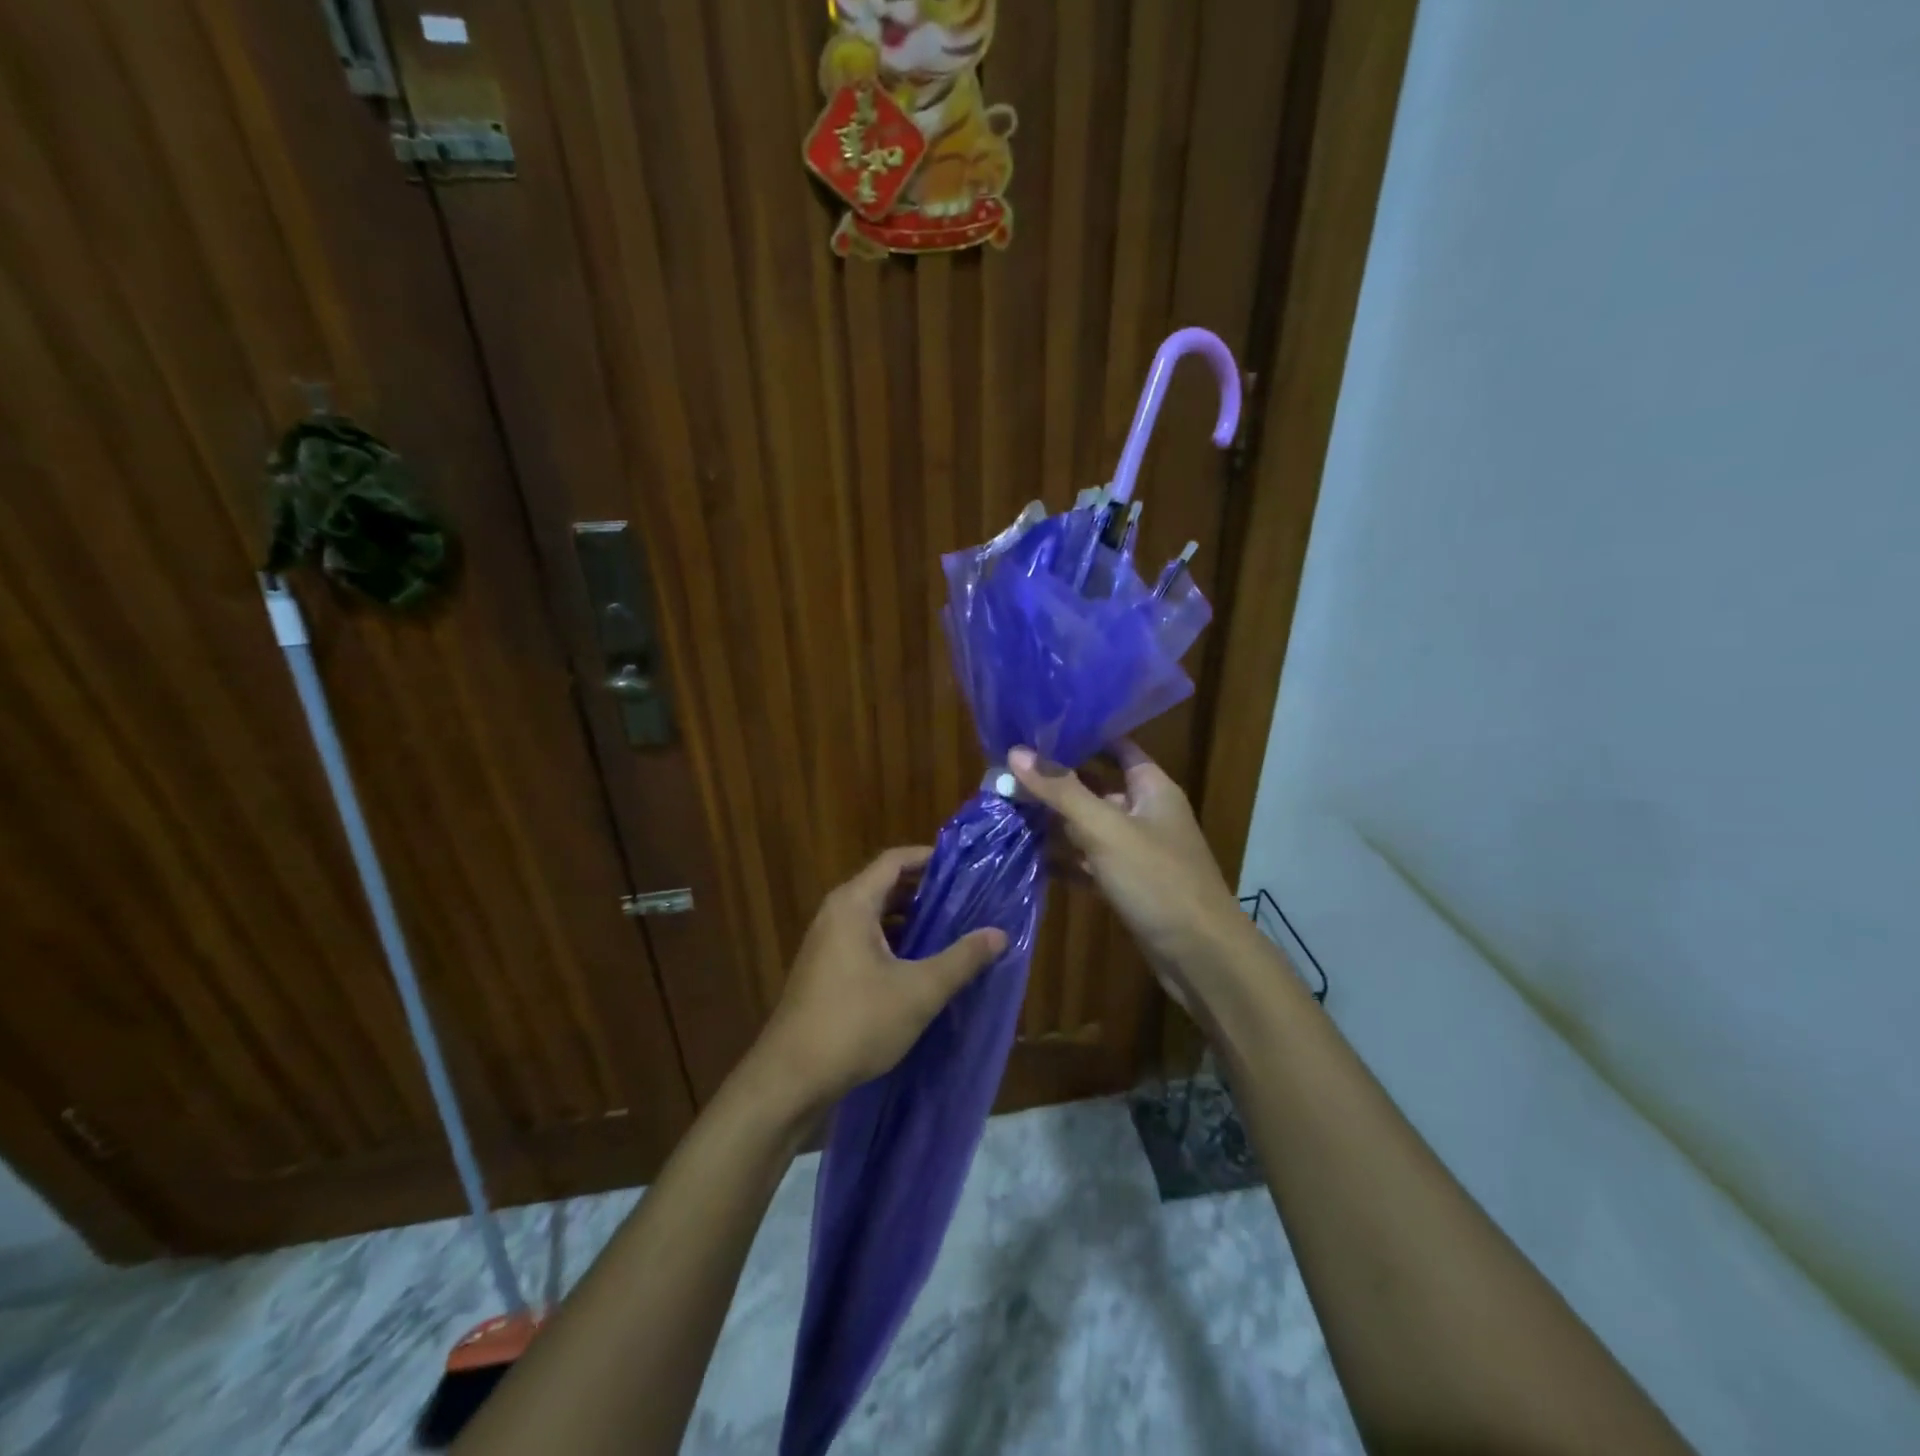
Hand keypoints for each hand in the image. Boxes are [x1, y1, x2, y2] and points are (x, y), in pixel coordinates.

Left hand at [749, 847, 1006, 1113]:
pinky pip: (864, 939)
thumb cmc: (856, 1022)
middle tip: (967, 900)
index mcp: (853, 904)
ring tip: (951, 930)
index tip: (966, 866)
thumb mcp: (919, 991)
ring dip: (910, 920)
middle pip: (885, 886)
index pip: (894, 861)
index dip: (930, 858)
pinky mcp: (824, 970)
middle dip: (925, 891)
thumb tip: (999, 933)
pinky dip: (893, 942)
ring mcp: (826, 943)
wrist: (792, 1078)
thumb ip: (961, 959)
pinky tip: (919, 965)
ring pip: (875, 916)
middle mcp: (835, 914)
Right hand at [1008, 742, 1247, 1011]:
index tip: (1035, 729)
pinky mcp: (1126, 884)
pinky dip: (1063, 859)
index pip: (1115, 746)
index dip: (1080, 736)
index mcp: (1151, 787)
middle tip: (1005, 771)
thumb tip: (1015, 752)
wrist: (1199, 956)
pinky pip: (1089, 863)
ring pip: (1089, 826)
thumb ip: (1061, 790)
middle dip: (1055, 782)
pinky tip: (1028, 856)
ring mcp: (1136, 851)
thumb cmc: (1156, 879)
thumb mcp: (1105, 828)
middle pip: (1095, 787)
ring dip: (1054, 821)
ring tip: (1006, 808)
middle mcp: (1145, 813)